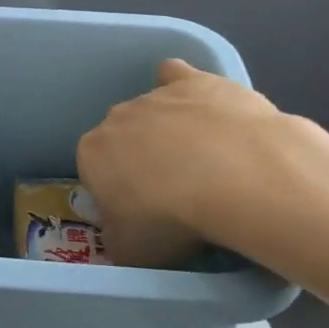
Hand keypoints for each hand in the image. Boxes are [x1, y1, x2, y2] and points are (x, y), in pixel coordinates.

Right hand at [77, 59, 328, 271]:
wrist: (236, 177)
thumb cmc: (174, 219)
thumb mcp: (134, 252)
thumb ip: (119, 241)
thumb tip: (123, 238)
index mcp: (92, 153)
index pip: (95, 173)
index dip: (118, 196)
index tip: (143, 215)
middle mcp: (116, 117)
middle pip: (124, 139)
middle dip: (142, 161)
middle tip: (175, 195)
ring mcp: (156, 95)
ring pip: (153, 111)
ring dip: (170, 133)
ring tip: (205, 166)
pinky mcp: (195, 81)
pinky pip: (176, 76)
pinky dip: (182, 86)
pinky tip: (202, 107)